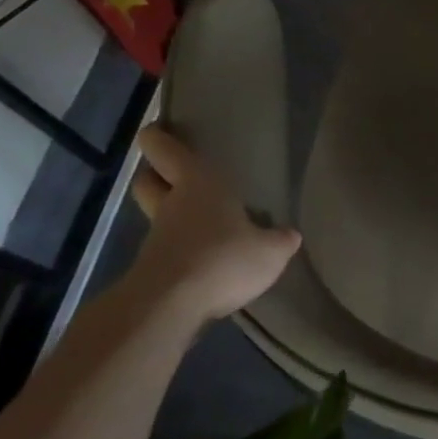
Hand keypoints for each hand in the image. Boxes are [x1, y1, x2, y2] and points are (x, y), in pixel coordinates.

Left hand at [126, 126, 301, 325]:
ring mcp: (156, 240)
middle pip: (149, 182)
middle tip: (171, 174)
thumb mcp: (271, 251)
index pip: (168, 152)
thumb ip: (280, 240)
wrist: (168, 309)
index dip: (158, 139)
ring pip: (158, 217)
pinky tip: (204, 262)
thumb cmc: (223, 259)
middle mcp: (172, 206)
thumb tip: (289, 235)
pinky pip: (166, 251)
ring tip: (202, 224)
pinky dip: (180, 251)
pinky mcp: (151, 272)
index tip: (153, 130)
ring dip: (172, 217)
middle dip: (154, 175)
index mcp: (199, 186)